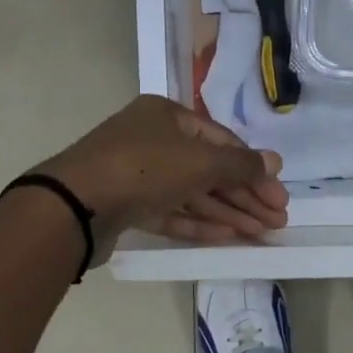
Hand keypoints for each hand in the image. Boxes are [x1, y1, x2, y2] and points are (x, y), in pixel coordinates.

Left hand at [35, 95, 288, 252]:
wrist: (74, 205)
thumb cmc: (143, 168)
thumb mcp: (199, 162)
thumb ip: (240, 165)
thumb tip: (275, 161)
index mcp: (168, 116)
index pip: (223, 141)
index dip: (254, 169)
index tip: (279, 196)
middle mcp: (153, 140)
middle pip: (210, 169)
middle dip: (245, 195)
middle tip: (277, 220)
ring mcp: (138, 174)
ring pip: (192, 193)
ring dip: (228, 212)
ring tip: (261, 233)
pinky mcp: (127, 205)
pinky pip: (171, 211)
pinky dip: (198, 222)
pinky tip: (227, 235)